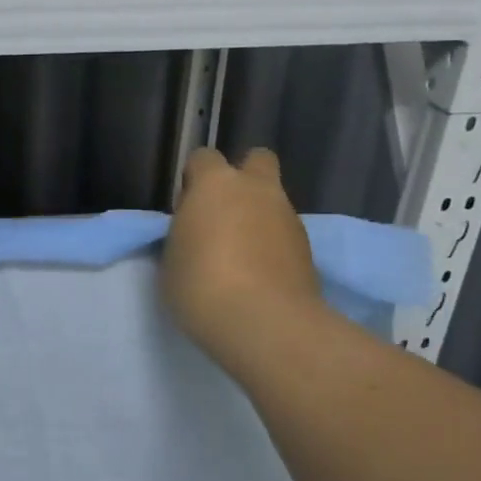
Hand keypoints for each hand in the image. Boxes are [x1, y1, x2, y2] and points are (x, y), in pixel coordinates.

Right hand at [163, 148, 323, 374]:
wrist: (263, 323)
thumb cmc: (200, 285)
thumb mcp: (171, 258)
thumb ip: (184, 234)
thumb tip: (197, 230)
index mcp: (215, 184)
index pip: (203, 158)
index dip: (194, 179)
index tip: (187, 208)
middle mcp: (257, 189)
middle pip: (257, 160)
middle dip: (243, 178)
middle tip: (224, 213)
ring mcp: (288, 217)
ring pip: (274, 200)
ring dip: (260, 216)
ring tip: (242, 255)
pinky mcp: (309, 247)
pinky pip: (285, 233)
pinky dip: (274, 245)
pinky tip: (260, 274)